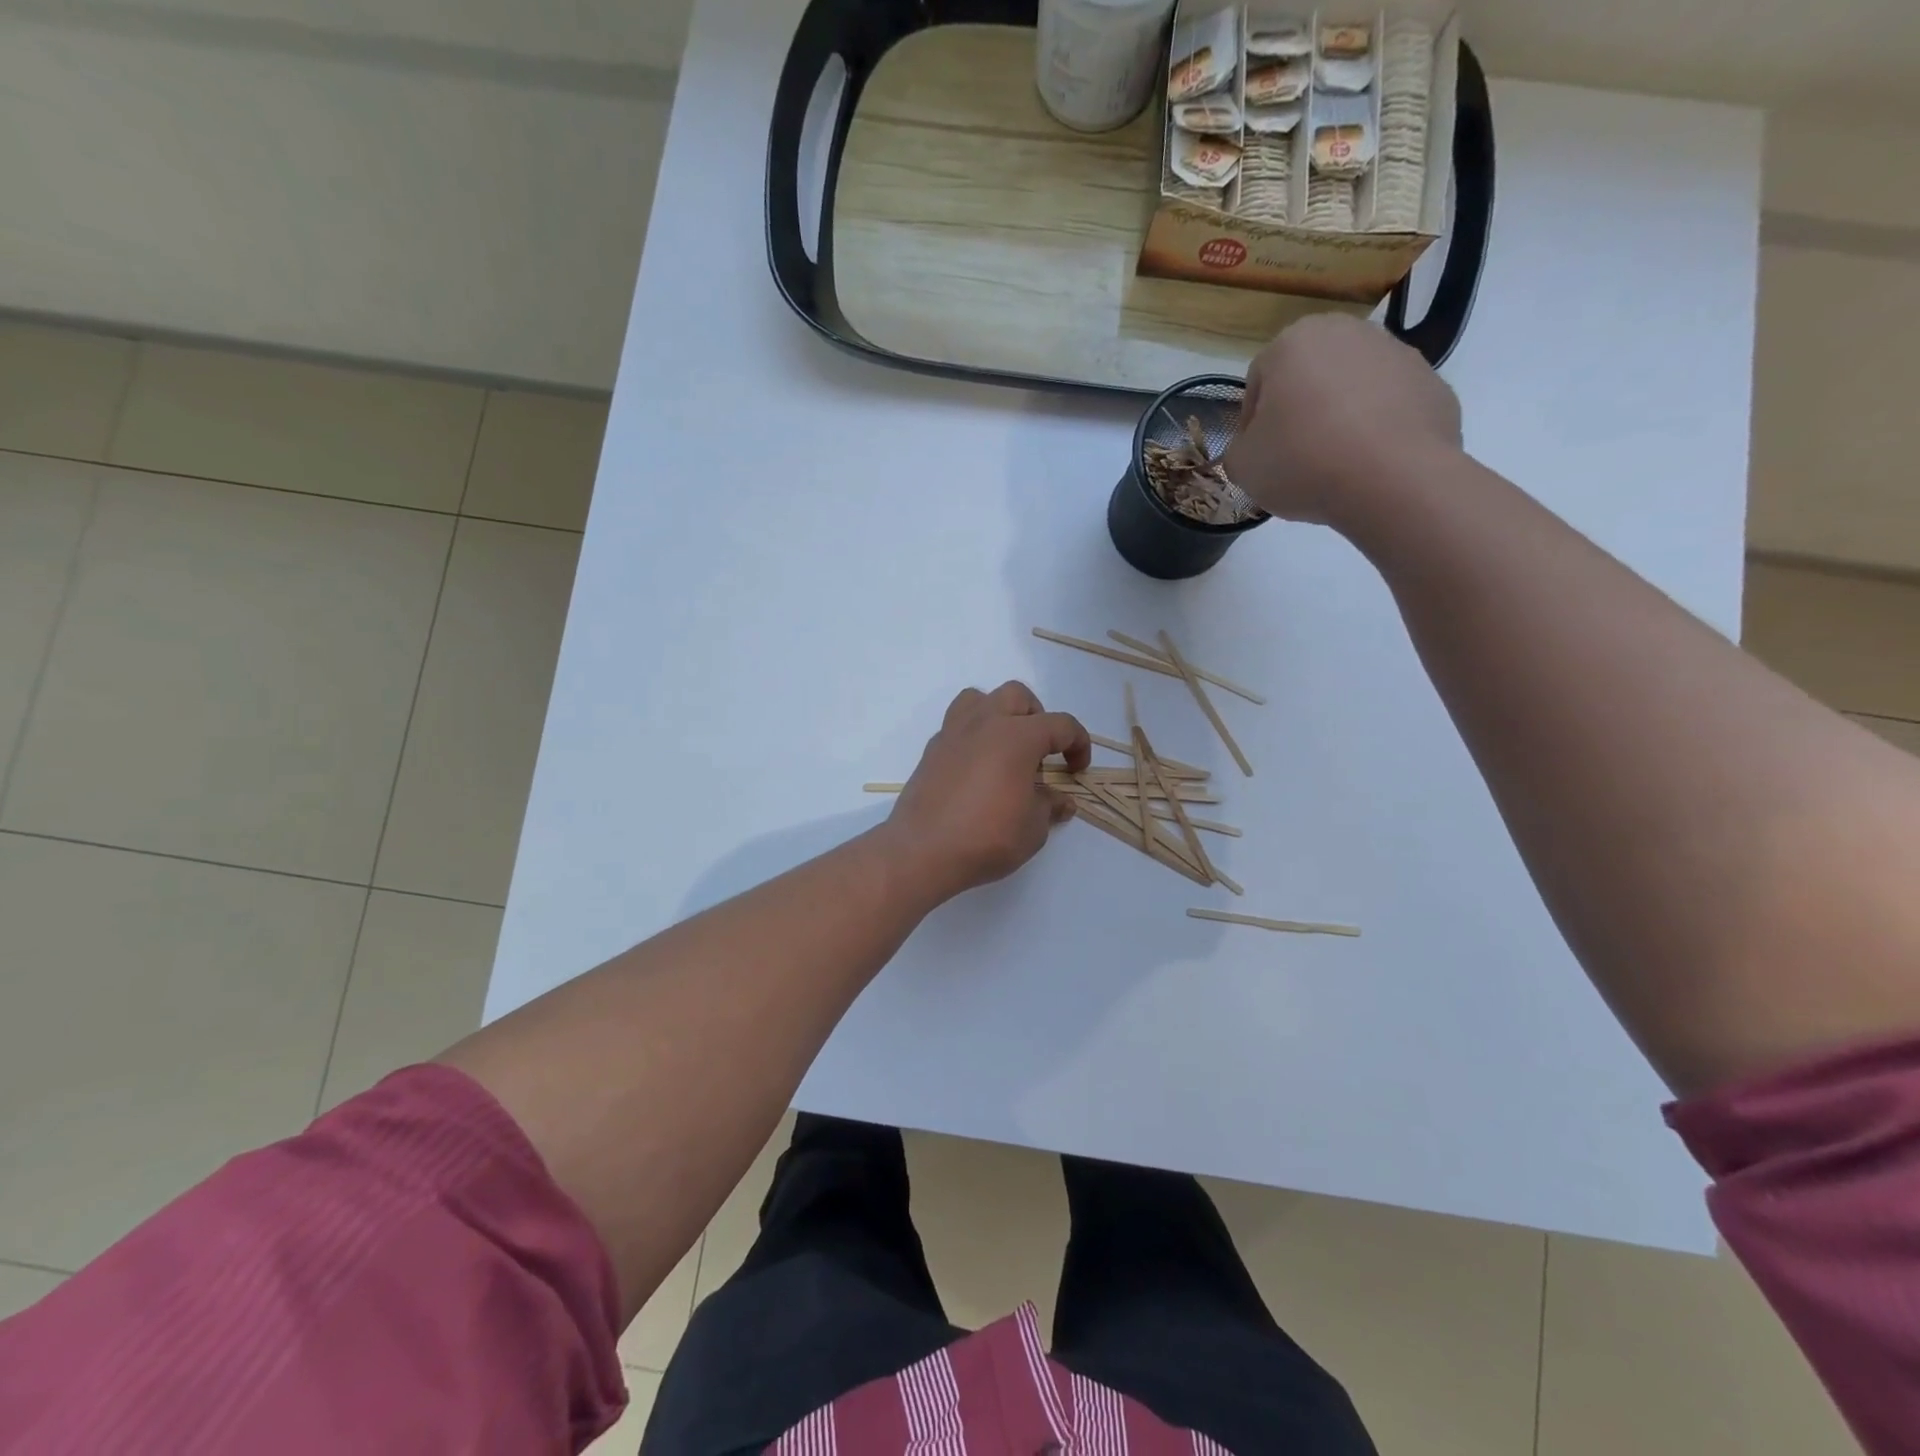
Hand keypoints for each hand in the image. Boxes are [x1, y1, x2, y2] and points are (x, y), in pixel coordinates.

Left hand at [884, 682, 1090, 905]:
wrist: (922, 851)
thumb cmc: (986, 837)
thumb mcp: (1032, 828)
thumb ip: (1050, 806)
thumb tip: (1061, 801)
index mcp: (1017, 736)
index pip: (1060, 724)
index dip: (1078, 744)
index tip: (1077, 769)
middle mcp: (984, 723)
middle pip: (1017, 696)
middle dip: (1037, 717)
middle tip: (1041, 752)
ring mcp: (953, 733)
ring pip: (980, 699)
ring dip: (999, 714)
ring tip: (1006, 747)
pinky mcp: (932, 750)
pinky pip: (957, 725)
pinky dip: (974, 736)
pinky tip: (977, 768)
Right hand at [1222, 313, 1463, 525]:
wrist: (1394, 479)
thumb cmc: (1303, 462)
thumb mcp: (1243, 466)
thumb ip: (1238, 450)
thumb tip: (1252, 448)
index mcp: (1294, 342)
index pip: (1258, 381)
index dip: (1252, 423)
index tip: (1258, 455)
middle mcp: (1348, 332)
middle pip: (1309, 377)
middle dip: (1299, 412)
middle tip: (1294, 458)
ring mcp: (1397, 353)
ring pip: (1352, 389)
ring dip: (1339, 418)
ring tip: (1335, 465)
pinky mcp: (1432, 383)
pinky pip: (1390, 408)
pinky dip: (1377, 430)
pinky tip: (1369, 465)